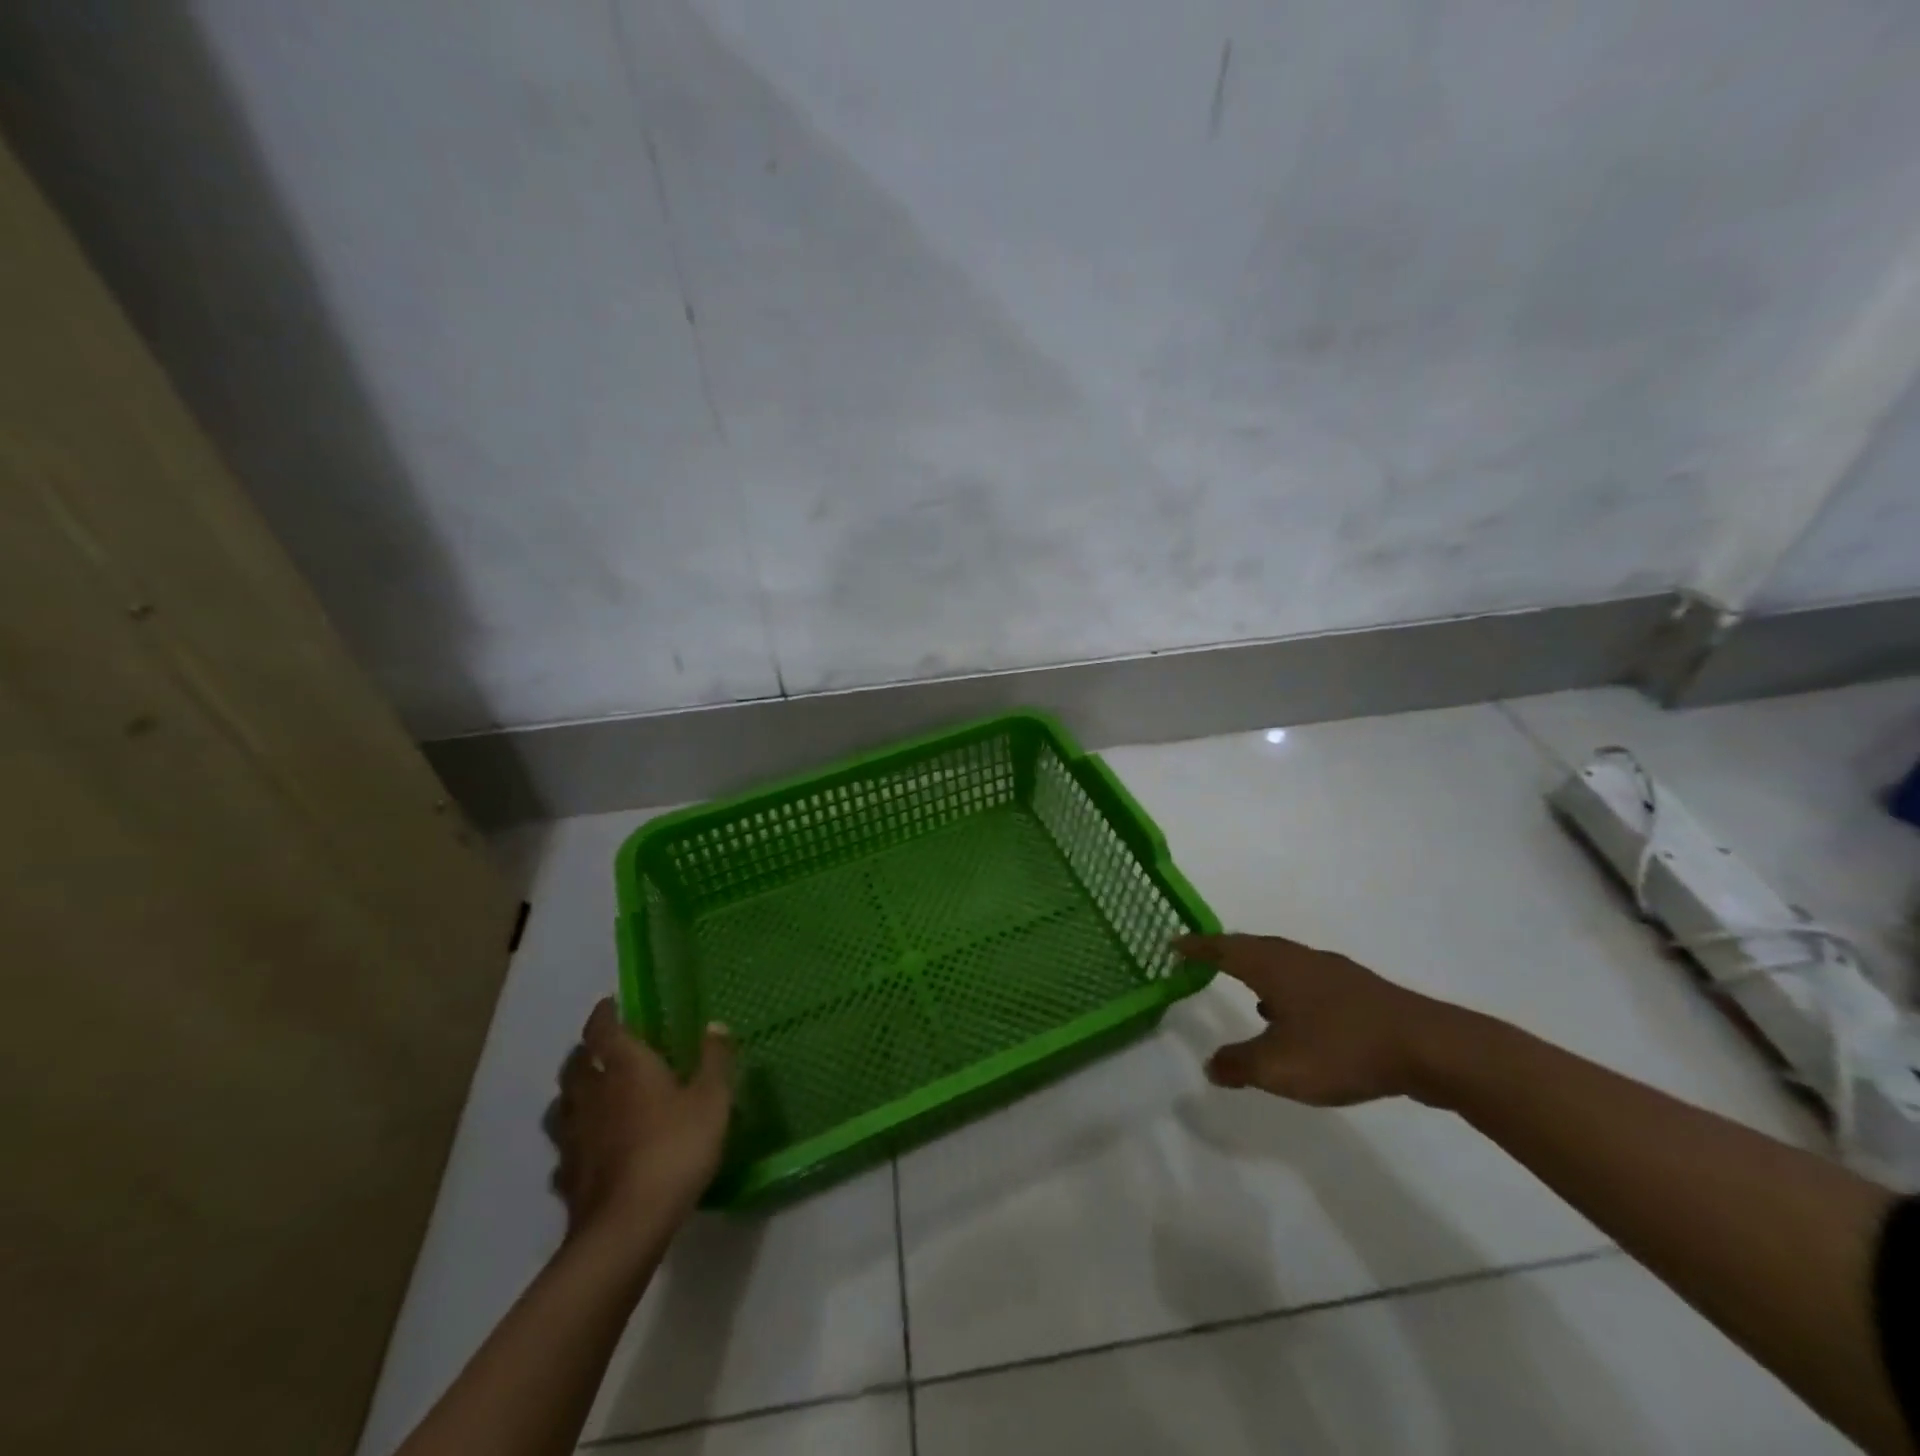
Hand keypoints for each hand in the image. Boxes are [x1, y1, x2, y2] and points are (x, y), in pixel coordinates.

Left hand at [548, 999, 734, 1243]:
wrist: (628, 1225)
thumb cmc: (675, 1148)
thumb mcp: (711, 1099)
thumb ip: (714, 1060)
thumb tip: (714, 1025)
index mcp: (625, 1067)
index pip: (603, 1030)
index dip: (605, 1014)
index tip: (611, 1004)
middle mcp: (592, 1095)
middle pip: (574, 1065)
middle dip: (584, 1051)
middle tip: (601, 1047)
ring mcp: (574, 1137)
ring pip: (562, 1105)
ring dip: (572, 1093)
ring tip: (588, 1094)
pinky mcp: (567, 1176)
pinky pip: (565, 1148)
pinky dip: (573, 1139)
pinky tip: (586, 1149)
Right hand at [1175, 933, 1473, 1105]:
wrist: (1428, 1047)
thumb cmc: (1342, 1048)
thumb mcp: (1279, 1067)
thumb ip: (1239, 1065)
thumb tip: (1210, 1065)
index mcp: (1273, 966)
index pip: (1223, 948)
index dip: (1197, 947)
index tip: (1174, 944)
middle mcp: (1298, 959)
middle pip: (1253, 947)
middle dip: (1226, 952)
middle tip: (1204, 958)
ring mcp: (1332, 972)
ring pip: (1283, 962)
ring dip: (1260, 971)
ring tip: (1248, 990)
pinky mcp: (1358, 991)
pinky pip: (1307, 980)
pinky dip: (1289, 989)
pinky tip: (1295, 1016)